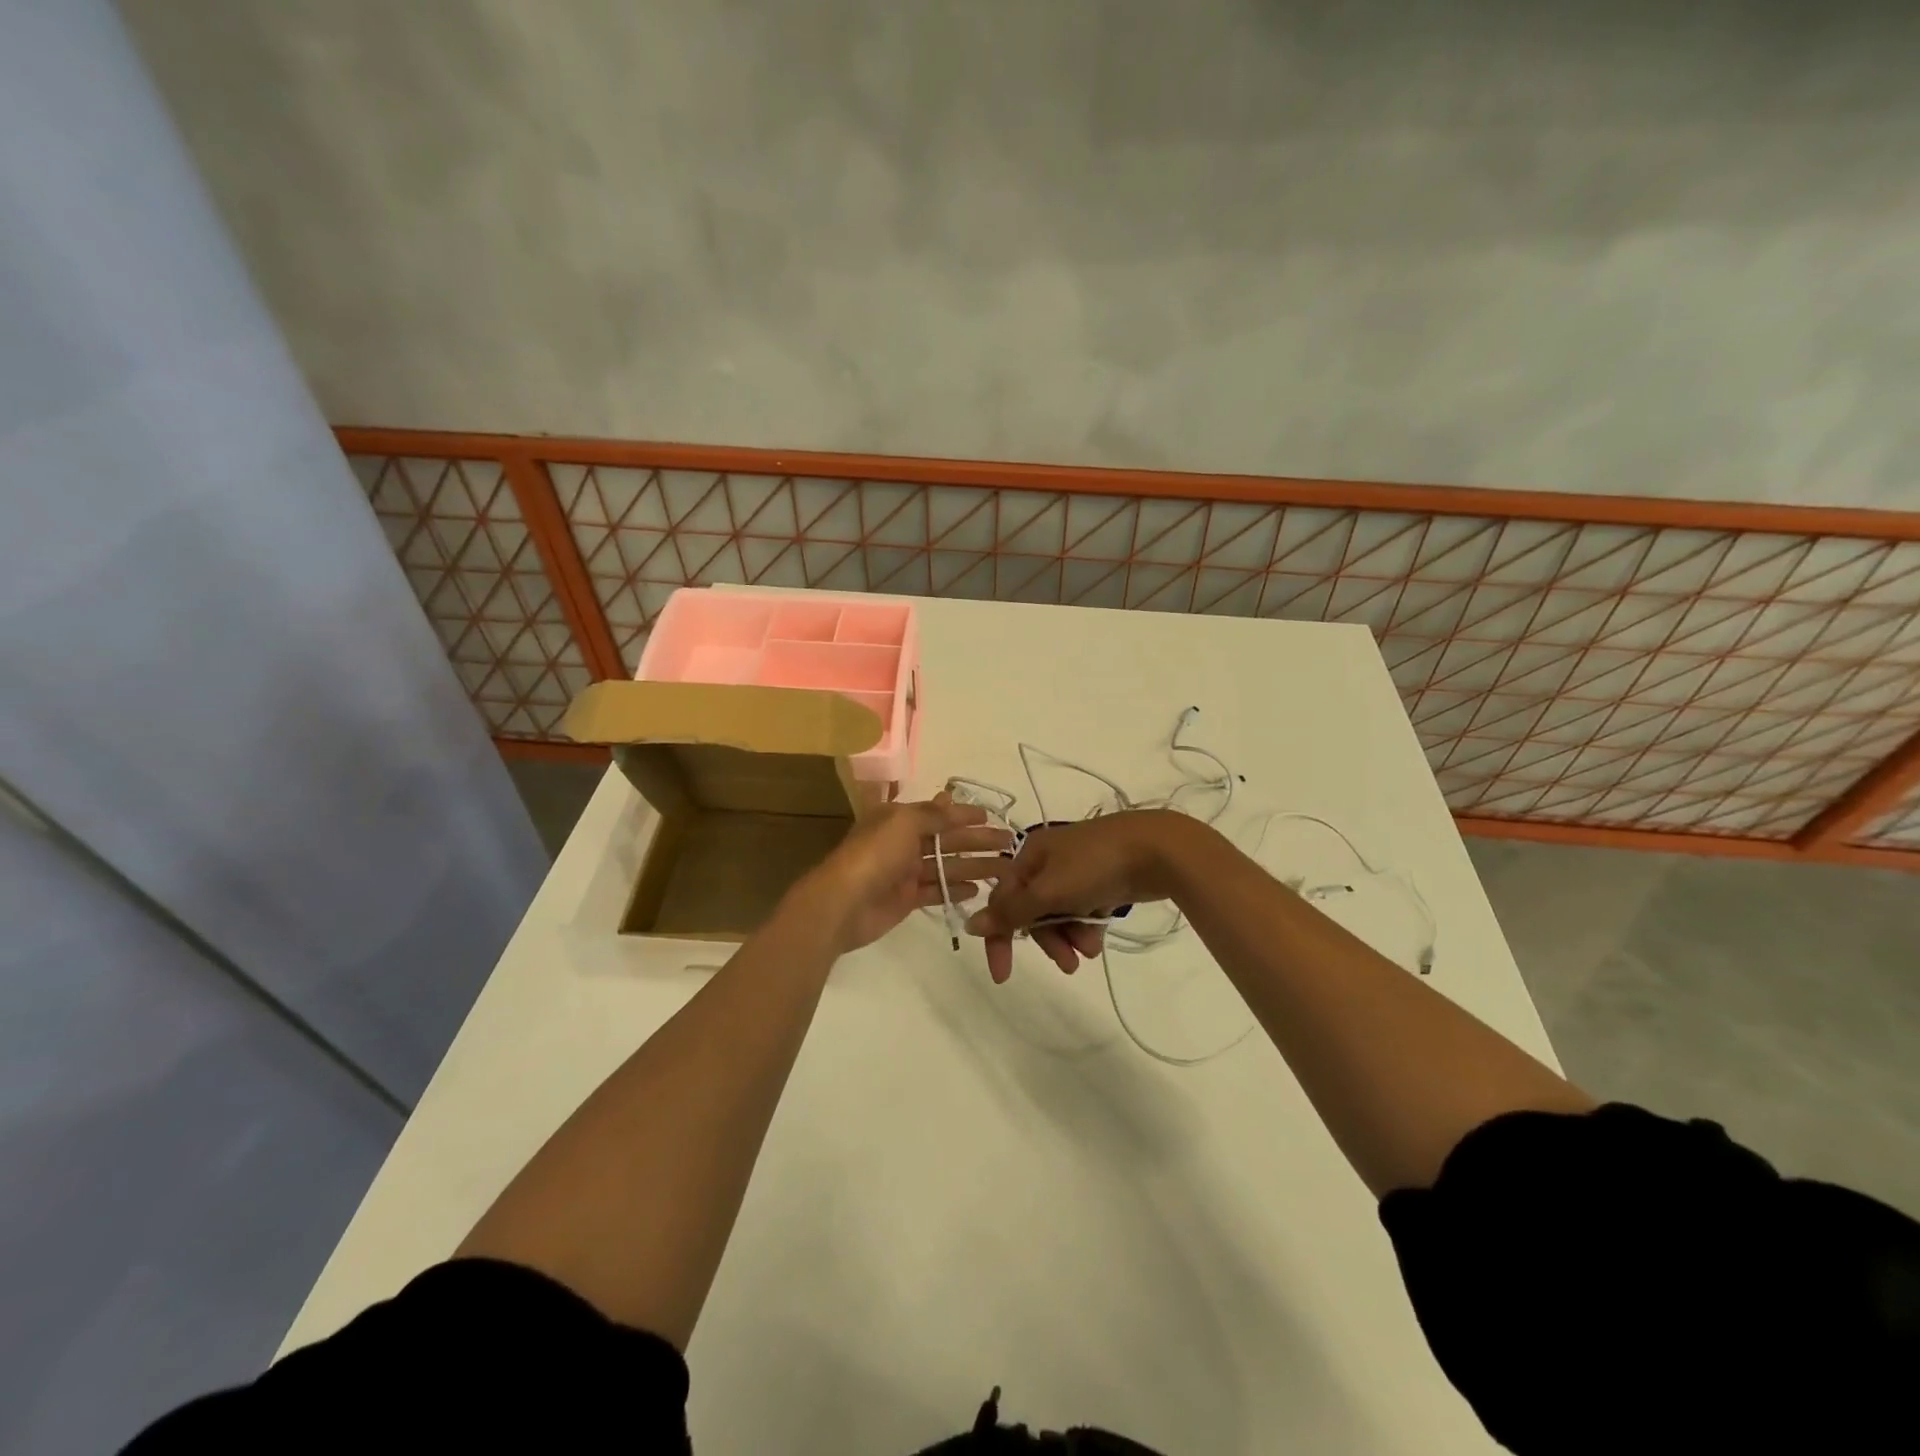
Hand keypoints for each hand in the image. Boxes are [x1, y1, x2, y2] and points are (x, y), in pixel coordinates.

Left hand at [794, 793, 1012, 953]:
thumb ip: (932, 815)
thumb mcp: (904, 822)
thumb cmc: (874, 855)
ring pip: (945, 865)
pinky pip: (936, 890)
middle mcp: (902, 842)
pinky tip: (978, 889)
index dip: (964, 813)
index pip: (937, 813)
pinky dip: (955, 888)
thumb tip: (951, 800)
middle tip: (1009, 843)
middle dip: (976, 840)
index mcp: (898, 818)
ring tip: (1003, 868)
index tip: (991, 815)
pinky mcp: (906, 899)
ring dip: (973, 865)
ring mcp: (904, 872)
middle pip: (946, 839)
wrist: (843, 904)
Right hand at [965, 810, 1191, 982]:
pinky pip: (1082, 911)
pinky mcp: (1101, 881)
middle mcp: (1048, 861)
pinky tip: (1100, 937)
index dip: (1000, 937)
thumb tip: (970, 924)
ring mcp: (1076, 870)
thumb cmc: (1096, 865)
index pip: (1002, 901)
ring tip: (1091, 950)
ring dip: (1070, 936)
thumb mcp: (1049, 891)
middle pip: (1032, 910)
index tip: (1002, 975)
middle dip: (1048, 939)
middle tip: (1068, 965)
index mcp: (1029, 855)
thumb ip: (1012, 911)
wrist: (1157, 849)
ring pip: (1059, 913)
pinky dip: (1087, 926)